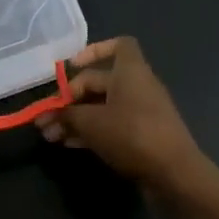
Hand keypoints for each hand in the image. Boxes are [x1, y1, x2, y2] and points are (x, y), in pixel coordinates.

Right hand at [37, 37, 204, 189]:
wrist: (173, 173)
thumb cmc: (131, 134)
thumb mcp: (91, 123)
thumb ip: (66, 115)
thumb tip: (49, 115)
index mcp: (130, 71)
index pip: (118, 45)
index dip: (94, 51)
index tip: (71, 66)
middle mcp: (137, 86)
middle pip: (99, 83)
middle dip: (69, 100)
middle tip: (44, 119)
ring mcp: (142, 112)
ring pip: (102, 107)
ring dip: (75, 119)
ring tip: (50, 136)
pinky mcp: (142, 136)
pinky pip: (111, 126)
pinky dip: (90, 131)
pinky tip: (69, 144)